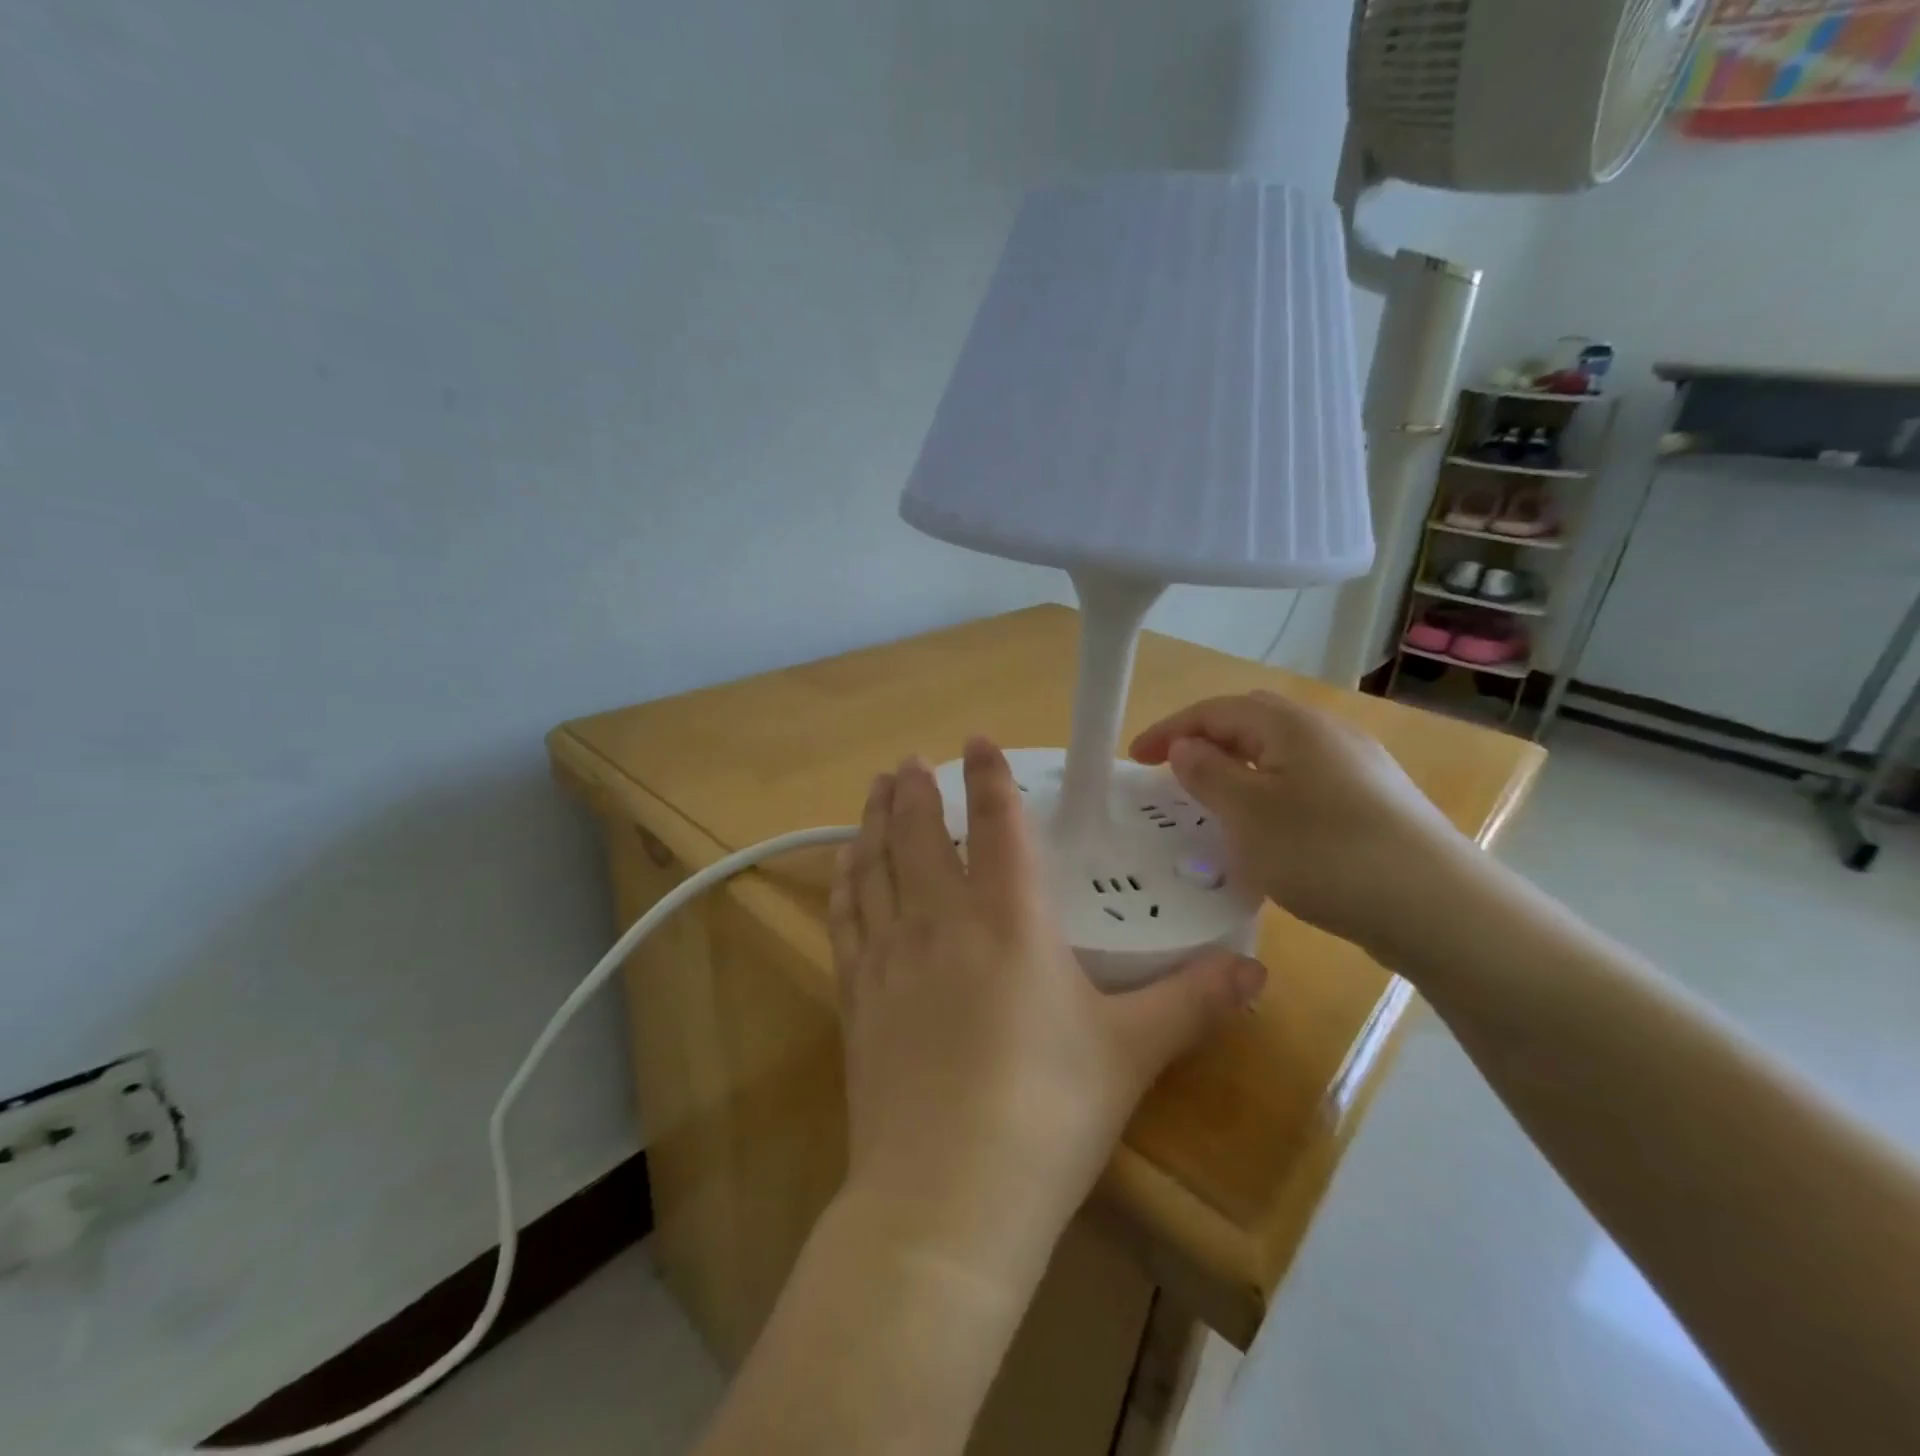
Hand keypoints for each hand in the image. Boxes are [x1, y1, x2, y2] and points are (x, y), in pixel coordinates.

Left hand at [827, 739, 1264, 1284]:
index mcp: (1009, 920)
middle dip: (915, 790)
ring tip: (873, 792)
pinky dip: (844, 881)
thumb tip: (1257, 969)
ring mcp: (889, 956)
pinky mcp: (856, 996)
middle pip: (920, 834)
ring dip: (873, 821)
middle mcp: (941, 920)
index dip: (989, 776)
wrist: (946, 1199)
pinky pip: (845, 917)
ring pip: (874, 865)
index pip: (997, 824)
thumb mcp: (1131, 1054)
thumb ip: (1193, 1002)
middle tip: (909, 761)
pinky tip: (844, 867)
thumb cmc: (1047, 1115)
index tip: (977, 739)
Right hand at [1130, 691, 1471, 957]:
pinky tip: (1268, 830)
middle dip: (1205, 741)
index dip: (1170, 729)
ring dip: (1238, 768)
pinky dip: (1270, 792)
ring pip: (1280, 754)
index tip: (1134, 758)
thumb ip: (1208, 774)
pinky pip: (1305, 782)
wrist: (1438, 907)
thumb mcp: (1249, 814)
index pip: (1216, 710)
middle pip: (1251, 723)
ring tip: (1213, 802)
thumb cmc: (1327, 853)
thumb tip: (1186, 747)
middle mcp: (1327, 733)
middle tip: (1172, 772)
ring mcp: (1358, 767)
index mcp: (1292, 726)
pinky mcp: (1375, 802)